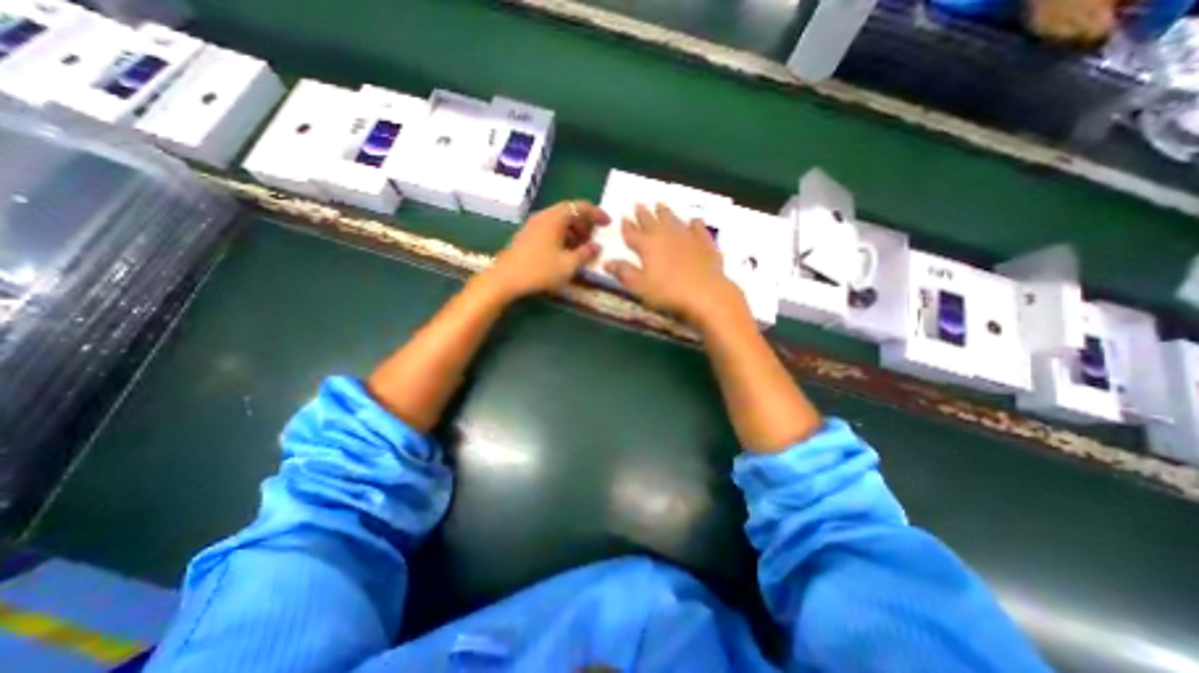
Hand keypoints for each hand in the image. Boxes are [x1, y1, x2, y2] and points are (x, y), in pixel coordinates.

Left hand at [483, 200, 609, 300]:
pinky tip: (564, 252)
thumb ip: (586, 253)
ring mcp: (533, 225)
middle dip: (585, 223)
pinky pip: (550, 229)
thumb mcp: (569, 265)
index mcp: (555, 218)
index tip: (608, 224)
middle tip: (594, 238)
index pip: (580, 206)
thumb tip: (596, 246)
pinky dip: (562, 236)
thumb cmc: (540, 270)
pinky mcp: (527, 236)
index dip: (596, 213)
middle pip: (569, 212)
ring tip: (581, 247)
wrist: (505, 279)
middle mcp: (544, 216)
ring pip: (559, 221)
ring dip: (573, 231)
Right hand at [605, 205, 745, 331]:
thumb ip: (624, 272)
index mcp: (648, 246)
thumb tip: (606, 262)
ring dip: (665, 213)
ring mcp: (688, 237)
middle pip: (652, 222)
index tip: (623, 218)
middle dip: (644, 214)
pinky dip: (695, 223)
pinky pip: (699, 229)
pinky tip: (694, 220)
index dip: (627, 226)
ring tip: (660, 205)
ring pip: (673, 220)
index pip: (633, 233)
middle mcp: (666, 236)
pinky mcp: (705, 244)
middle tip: (638, 204)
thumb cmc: (668, 293)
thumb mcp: (640, 286)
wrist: (706, 294)